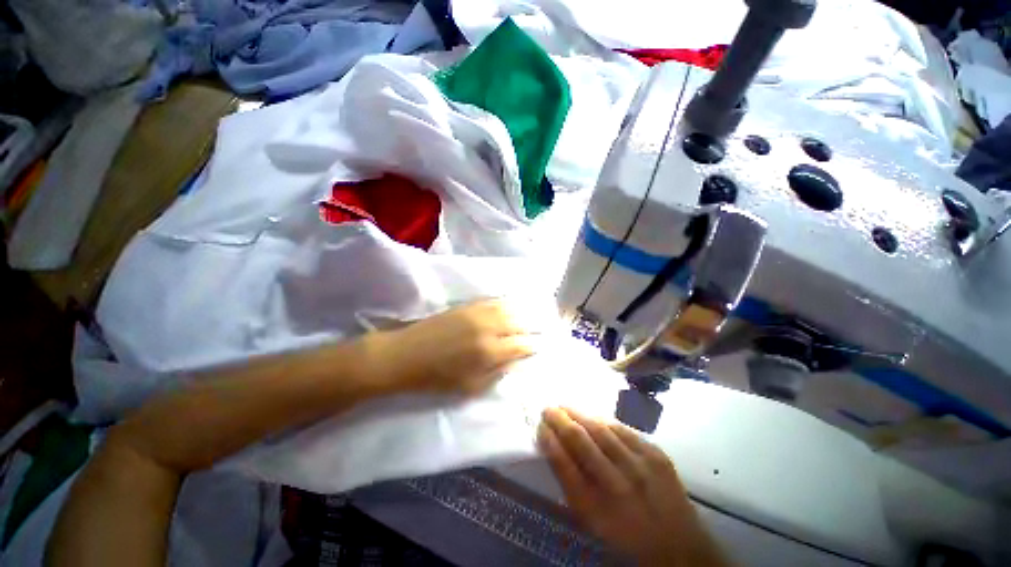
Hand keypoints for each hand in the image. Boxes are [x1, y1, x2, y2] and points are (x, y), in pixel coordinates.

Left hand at [365, 299, 536, 395]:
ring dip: (521, 313)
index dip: (532, 346)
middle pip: (518, 323)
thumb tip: (516, 362)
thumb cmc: (436, 378)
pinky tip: (509, 306)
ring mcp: (477, 313)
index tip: (539, 347)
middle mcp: (488, 328)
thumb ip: (497, 373)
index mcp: (489, 351)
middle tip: (539, 330)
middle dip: (531, 327)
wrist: (405, 355)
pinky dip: (505, 304)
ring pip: (508, 308)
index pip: (521, 345)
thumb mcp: (470, 387)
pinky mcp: (467, 306)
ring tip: (529, 316)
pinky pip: (492, 301)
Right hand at [538, 408, 729, 565]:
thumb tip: (553, 446)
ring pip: (601, 429)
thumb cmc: (625, 535)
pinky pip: (623, 429)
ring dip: (579, 414)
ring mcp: (640, 466)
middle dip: (560, 420)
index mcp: (596, 508)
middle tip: (548, 408)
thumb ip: (570, 484)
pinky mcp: (656, 454)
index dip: (549, 441)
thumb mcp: (591, 520)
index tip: (540, 426)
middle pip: (581, 441)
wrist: (678, 544)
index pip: (564, 465)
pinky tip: (593, 417)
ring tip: (565, 406)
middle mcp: (617, 485)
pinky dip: (603, 421)